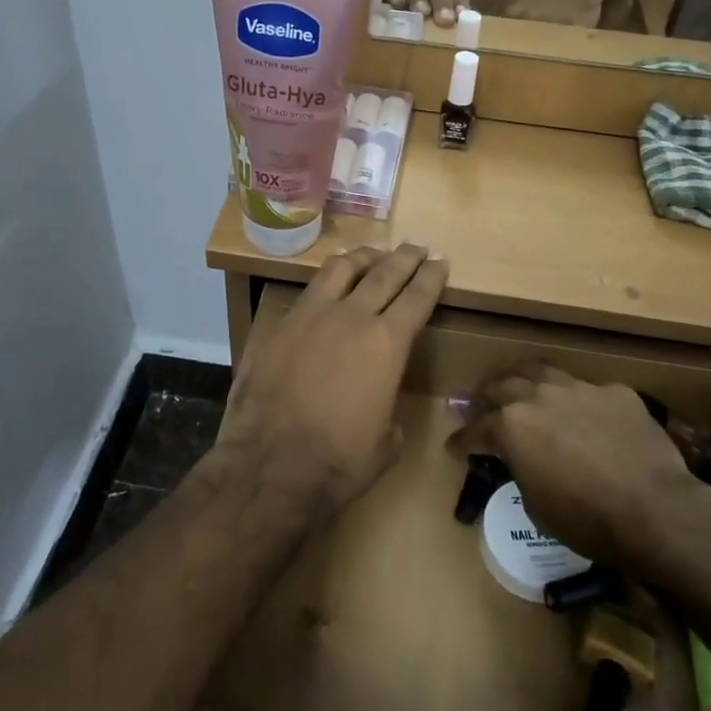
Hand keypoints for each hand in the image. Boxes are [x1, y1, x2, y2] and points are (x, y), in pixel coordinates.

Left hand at [219, 245, 448, 515]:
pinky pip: (306, 291)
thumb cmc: (339, 461)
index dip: (431, 276)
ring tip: (371, 253)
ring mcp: (309, 315)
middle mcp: (351, 316)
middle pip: (383, 272)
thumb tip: (382, 405)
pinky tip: (326, 287)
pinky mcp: (277, 325)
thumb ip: (390, 410)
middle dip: (404, 257)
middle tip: (416, 245)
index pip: (417, 296)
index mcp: (387, 343)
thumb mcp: (386, 442)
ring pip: (340, 269)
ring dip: (361, 257)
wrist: (270, 464)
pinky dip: (324, 283)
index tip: (440, 259)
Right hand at [448, 366, 710, 574]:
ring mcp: (579, 388)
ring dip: (526, 383)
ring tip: (523, 391)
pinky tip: (585, 416)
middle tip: (481, 409)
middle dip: (486, 399)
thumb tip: (523, 463)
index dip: (461, 441)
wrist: (656, 511)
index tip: (454, 448)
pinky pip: (588, 391)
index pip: (474, 430)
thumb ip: (521, 471)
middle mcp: (538, 396)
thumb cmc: (588, 520)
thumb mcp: (537, 506)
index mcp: (511, 425)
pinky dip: (577, 402)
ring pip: (541, 373)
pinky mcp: (615, 392)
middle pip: (501, 386)